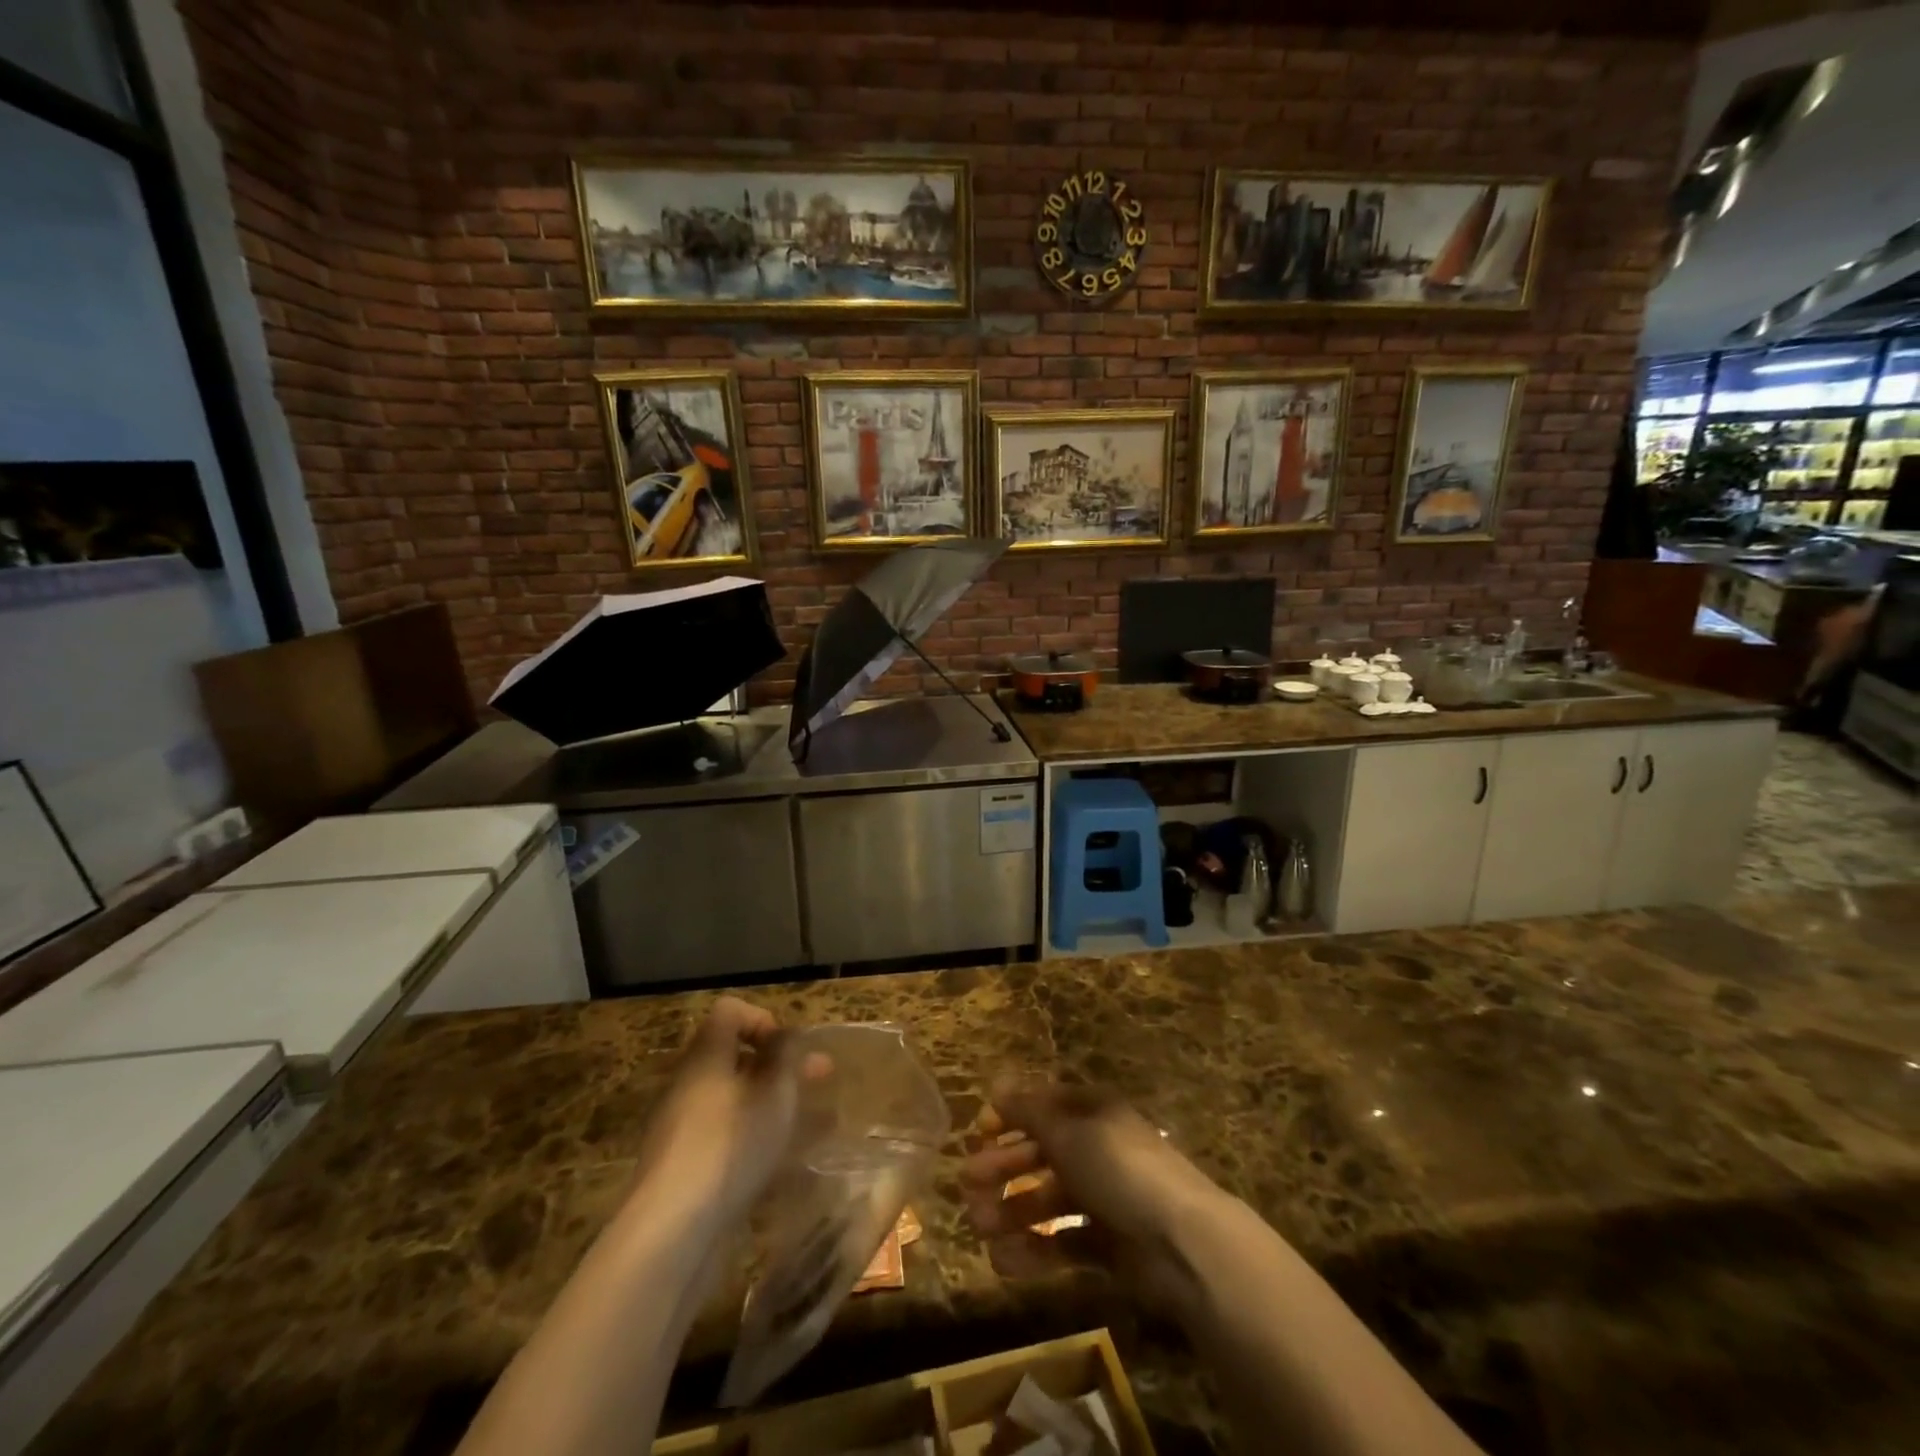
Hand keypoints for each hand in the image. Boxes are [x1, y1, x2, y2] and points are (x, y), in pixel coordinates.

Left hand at [633, 996, 808, 1225]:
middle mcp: (690, 1084)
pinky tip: (787, 1162)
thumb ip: (786, 1056)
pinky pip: (728, 1136)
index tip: (789, 1048)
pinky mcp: (685, 1168)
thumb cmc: (730, 1145)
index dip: (764, 1019)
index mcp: (706, 1056)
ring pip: (736, 1099)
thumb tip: (788, 1035)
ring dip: (775, 1104)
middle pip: (737, 1057)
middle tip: (822, 1077)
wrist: (671, 1231)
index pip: (730, 1012)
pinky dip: (757, 1138)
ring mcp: (683, 1127)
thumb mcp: (774, 1092)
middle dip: (782, 1066)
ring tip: (816, 1123)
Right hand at [960, 1078, 1226, 1310]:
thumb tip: (997, 1085)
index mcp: (1093, 1112)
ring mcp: (1104, 1198)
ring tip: (979, 1226)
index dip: (1010, 1117)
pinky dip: (1034, 1250)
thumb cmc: (1118, 1168)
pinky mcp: (1109, 1245)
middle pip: (1042, 1154)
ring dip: (1011, 1210)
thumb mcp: (1068, 1130)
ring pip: (1047, 1200)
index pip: (1044, 1107)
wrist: (1181, 1242)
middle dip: (1003, 1167)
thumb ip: (1029, 1111)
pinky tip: (1004, 1260)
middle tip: (967, 1184)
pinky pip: (1063, 1242)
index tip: (978, 1133)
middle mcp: (1097, 1150)